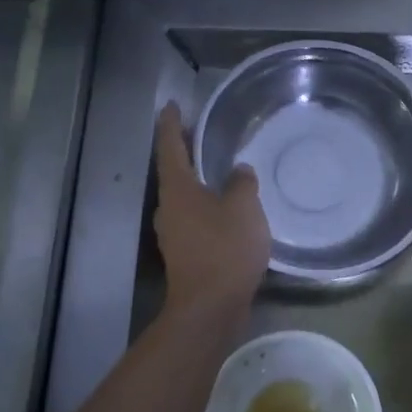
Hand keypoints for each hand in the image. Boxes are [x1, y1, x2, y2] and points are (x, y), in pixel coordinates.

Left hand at [151, 103, 269, 326]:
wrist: (210, 307)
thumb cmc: (224, 248)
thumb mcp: (243, 207)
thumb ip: (241, 183)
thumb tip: (237, 171)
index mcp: (177, 190)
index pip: (169, 147)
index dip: (171, 124)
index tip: (171, 105)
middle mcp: (168, 208)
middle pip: (174, 172)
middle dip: (186, 153)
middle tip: (202, 135)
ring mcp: (174, 234)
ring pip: (185, 198)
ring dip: (199, 183)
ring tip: (221, 172)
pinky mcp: (186, 254)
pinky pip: (196, 220)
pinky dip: (208, 208)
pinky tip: (229, 211)